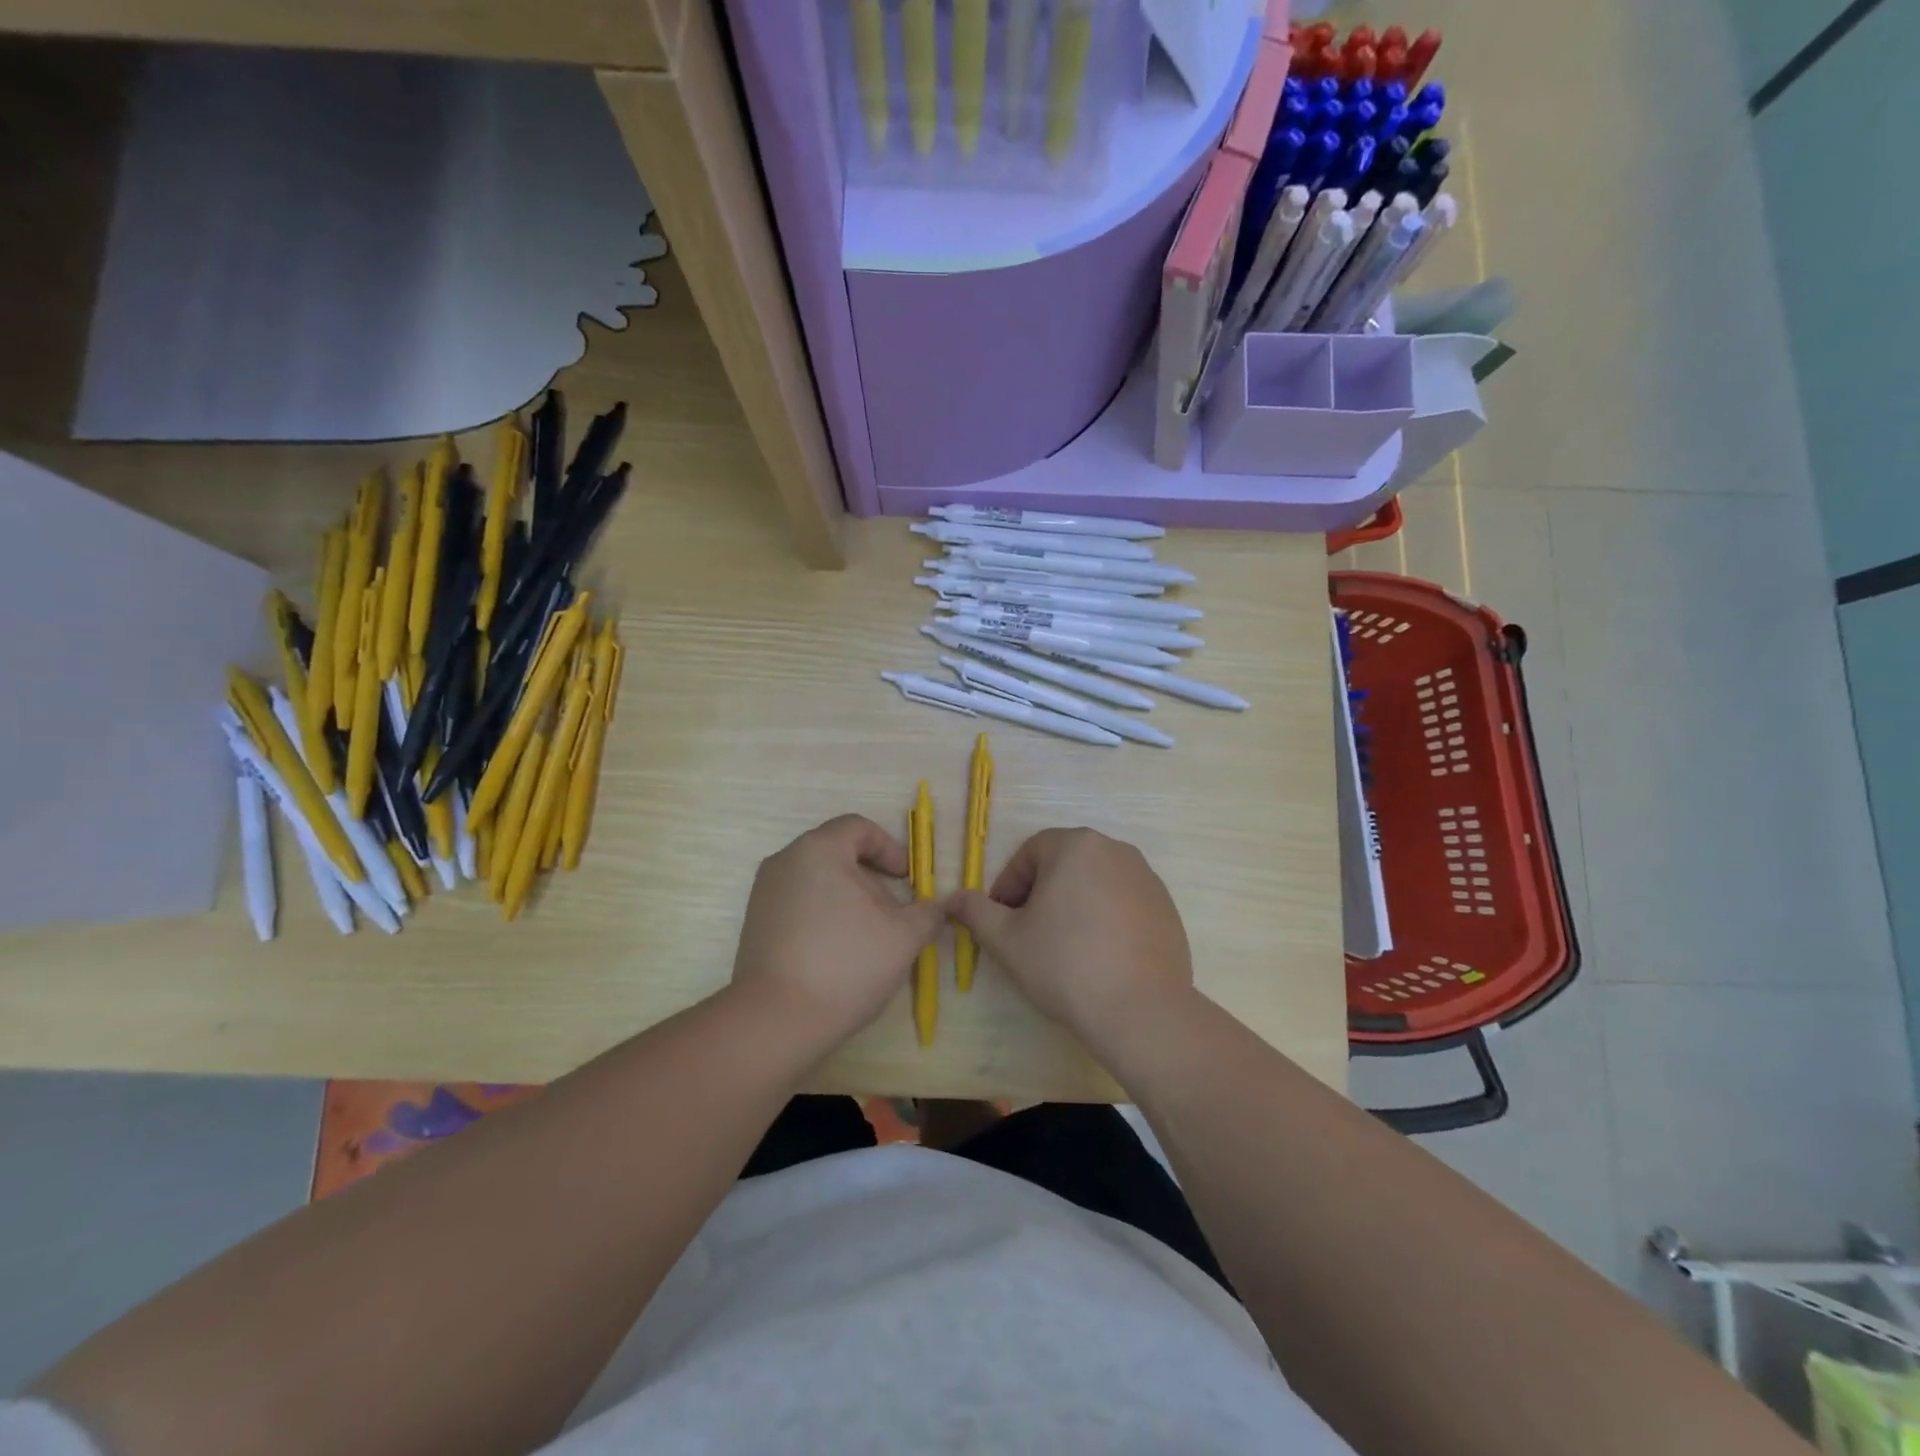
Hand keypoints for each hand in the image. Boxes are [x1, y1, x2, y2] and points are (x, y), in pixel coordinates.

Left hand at [730, 815, 947, 1046]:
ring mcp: (764, 893)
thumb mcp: (904, 937)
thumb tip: (935, 908)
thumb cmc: (846, 964)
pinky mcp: (755, 924)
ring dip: (849, 901)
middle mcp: (785, 861)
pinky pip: (798, 905)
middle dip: (872, 880)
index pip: (859, 828)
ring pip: (818, 882)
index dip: (890, 849)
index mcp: (818, 850)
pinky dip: (824, 917)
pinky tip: (838, 954)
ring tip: (869, 938)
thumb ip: (927, 913)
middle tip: (893, 914)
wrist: (776, 1021)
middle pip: (838, 854)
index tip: (907, 880)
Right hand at [947, 828, 1194, 1048]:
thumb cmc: (1065, 965)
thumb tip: (952, 899)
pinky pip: (1122, 902)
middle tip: (1028, 934)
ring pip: (1093, 882)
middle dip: (1040, 893)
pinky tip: (1098, 955)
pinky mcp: (1166, 906)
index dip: (1008, 886)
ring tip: (1063, 947)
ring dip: (1072, 904)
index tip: (1002, 921)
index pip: (1029, 854)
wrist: (1141, 1010)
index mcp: (1076, 845)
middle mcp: (1115, 849)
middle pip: (1063, 864)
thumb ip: (976, 911)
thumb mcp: (1006, 939)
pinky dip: (1105, 918)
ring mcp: (1146, 877)